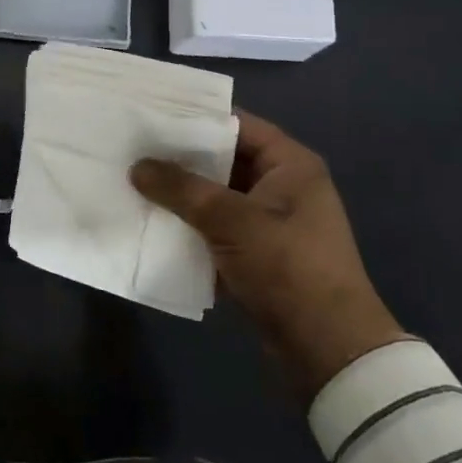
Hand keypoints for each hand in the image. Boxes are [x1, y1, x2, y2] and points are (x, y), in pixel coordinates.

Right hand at [131, 112, 407, 399]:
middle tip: (134, 149)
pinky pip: (218, 229)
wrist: (327, 347)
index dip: (196, 118)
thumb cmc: (287, 267)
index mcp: (290, 165)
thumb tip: (137, 166)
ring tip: (134, 183)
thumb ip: (181, 189)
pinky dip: (191, 226)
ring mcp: (271, 222)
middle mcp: (283, 186)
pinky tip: (153, 224)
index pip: (238, 125)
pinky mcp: (259, 254)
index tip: (152, 115)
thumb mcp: (230, 220)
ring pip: (217, 197)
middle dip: (181, 159)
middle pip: (224, 160)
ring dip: (182, 196)